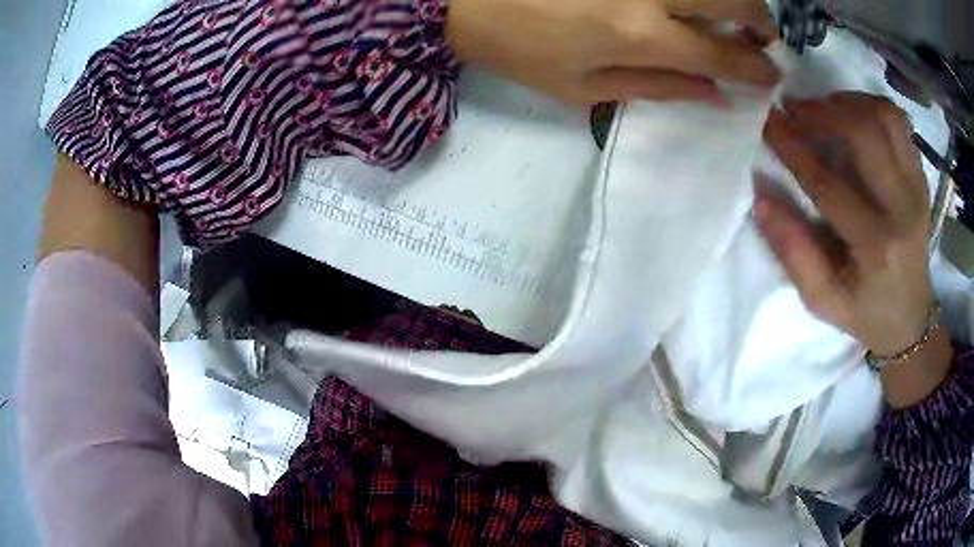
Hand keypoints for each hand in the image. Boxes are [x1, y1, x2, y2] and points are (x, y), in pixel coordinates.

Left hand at [446, 0, 779, 104]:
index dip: (755, 67)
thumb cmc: (522, 50)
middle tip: (760, 37)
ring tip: (733, 17)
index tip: (772, 76)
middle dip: (759, 21)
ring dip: (735, 0)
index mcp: (639, 34)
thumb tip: (718, 95)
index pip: (721, 52)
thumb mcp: (585, 88)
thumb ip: (660, 88)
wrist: (467, 0)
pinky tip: (693, 6)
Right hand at [756, 93, 935, 357]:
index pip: (830, 184)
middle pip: (865, 133)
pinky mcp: (921, 177)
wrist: (910, 316)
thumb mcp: (823, 300)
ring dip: (848, 102)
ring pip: (885, 117)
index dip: (794, 148)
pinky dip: (872, 107)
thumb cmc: (865, 311)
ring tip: (824, 109)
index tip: (766, 121)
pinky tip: (853, 116)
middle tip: (795, 109)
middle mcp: (903, 209)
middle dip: (823, 111)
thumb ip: (793, 253)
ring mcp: (917, 188)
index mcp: (877, 246)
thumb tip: (761, 200)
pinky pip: (899, 123)